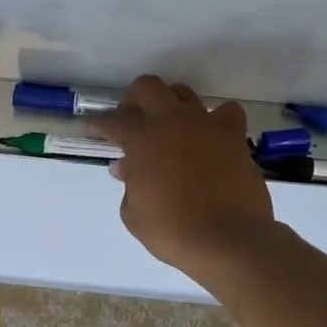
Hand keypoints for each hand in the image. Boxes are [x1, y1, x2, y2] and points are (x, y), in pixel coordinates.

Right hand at [90, 76, 274, 277]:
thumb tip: (127, 168)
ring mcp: (206, 125)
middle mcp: (172, 122)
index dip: (98, 125)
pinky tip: (210, 135)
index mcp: (142, 139)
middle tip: (131, 121)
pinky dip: (216, 119)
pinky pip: (226, 112)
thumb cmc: (172, 230)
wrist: (228, 239)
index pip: (112, 121)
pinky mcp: (234, 136)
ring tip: (168, 126)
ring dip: (170, 104)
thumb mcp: (134, 214)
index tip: (92, 129)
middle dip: (133, 100)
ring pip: (183, 93)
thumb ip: (129, 185)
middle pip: (147, 87)